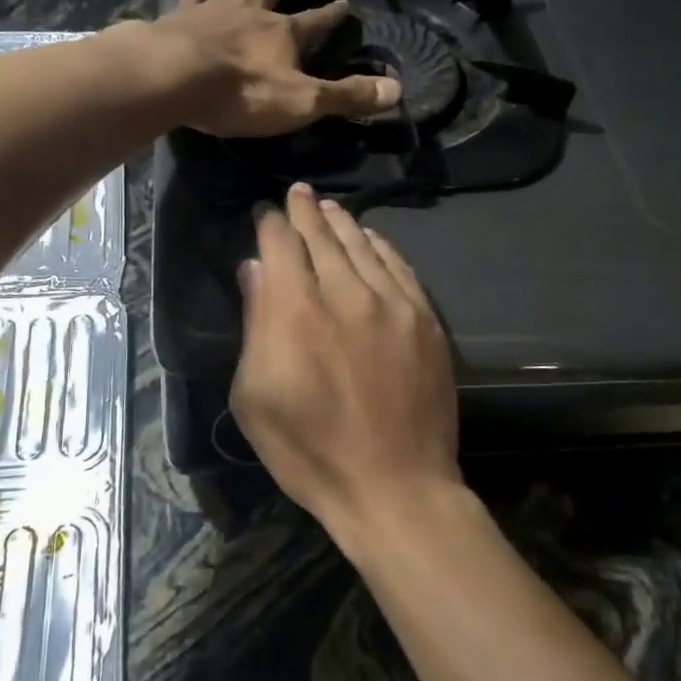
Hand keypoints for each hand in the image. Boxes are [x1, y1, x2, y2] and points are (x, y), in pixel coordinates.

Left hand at [152, 0, 399, 136]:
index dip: (332, 16)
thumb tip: (396, 91)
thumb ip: (346, 95)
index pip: (316, 22)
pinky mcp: (181, 18)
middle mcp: (252, 13)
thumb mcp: (302, 101)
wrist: (175, 79)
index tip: (345, 3)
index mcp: (283, 34)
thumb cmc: (242, 93)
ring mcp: (214, 11)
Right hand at [230, 182, 461, 547]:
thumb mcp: (255, 398)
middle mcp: (346, 294)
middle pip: (322, 236)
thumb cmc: (310, 452)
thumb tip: (256, 270)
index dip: (271, 222)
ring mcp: (392, 304)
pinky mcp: (425, 320)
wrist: (394, 487)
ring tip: (328, 206)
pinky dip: (380, 246)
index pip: (281, 244)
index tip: (264, 211)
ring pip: (362, 245)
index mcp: (296, 312)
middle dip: (305, 211)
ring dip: (341, 222)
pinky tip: (370, 238)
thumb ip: (255, 325)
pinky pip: (399, 267)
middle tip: (298, 193)